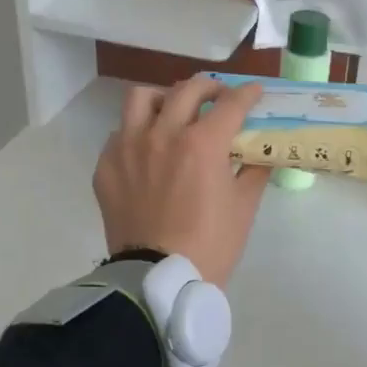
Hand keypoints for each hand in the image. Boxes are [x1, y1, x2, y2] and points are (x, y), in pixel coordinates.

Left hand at [93, 76, 269, 285]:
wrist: (158, 280)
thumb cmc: (210, 245)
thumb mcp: (243, 207)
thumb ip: (253, 171)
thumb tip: (260, 153)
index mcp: (202, 143)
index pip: (231, 103)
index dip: (248, 93)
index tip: (254, 92)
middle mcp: (163, 134)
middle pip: (188, 89)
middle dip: (210, 87)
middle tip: (219, 98)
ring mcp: (128, 148)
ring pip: (143, 99)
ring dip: (165, 99)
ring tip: (174, 112)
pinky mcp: (106, 167)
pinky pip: (120, 133)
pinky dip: (138, 132)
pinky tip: (148, 149)